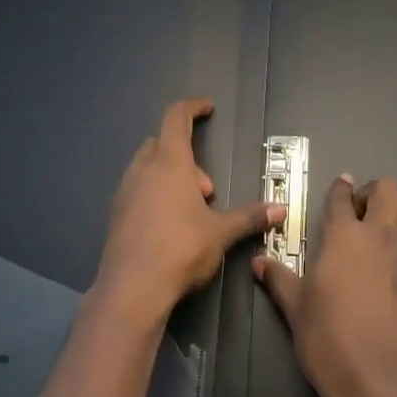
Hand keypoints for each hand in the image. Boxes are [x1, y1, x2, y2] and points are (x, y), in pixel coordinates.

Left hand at [94, 97, 280, 324]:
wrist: (132, 288)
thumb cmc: (181, 249)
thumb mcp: (221, 233)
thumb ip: (250, 217)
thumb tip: (281, 209)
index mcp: (169, 163)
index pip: (176, 118)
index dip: (192, 108)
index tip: (207, 108)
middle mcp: (142, 170)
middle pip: (161, 143)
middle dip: (187, 157)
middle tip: (207, 189)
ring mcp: (124, 192)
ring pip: (147, 167)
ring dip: (170, 177)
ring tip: (191, 209)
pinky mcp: (115, 215)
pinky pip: (137, 190)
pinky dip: (154, 194)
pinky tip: (169, 225)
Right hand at [253, 174, 396, 396]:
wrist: (379, 378)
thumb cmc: (328, 337)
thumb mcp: (296, 308)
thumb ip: (279, 279)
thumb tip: (258, 261)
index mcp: (345, 236)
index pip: (343, 198)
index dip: (339, 189)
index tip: (338, 186)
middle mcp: (379, 237)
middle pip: (387, 191)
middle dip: (371, 193)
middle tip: (352, 213)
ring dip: (386, 215)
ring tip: (364, 237)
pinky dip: (394, 243)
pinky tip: (376, 268)